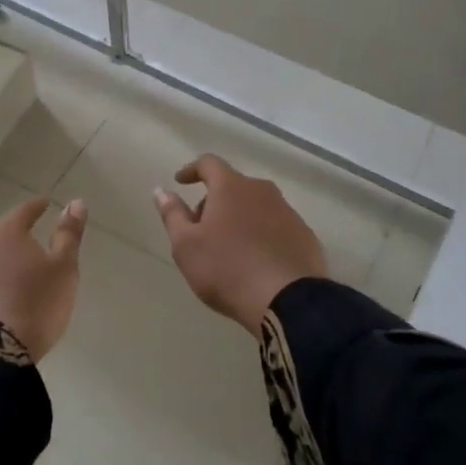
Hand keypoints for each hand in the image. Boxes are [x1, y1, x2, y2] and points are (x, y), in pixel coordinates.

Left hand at [0, 196, 87, 361]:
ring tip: (19, 276)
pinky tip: (2, 297)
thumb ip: (68, 235)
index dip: (38, 207)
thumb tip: (76, 202)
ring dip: (2, 262)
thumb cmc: (34, 303)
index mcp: (4, 232)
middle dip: (18, 238)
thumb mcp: (63, 269)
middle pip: (2, 234)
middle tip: (36, 247)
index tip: (46, 204)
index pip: (24, 210)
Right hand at [153, 154, 326, 335]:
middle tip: (201, 228)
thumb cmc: (226, 269)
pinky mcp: (305, 235)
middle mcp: (262, 191)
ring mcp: (288, 212)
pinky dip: (262, 234)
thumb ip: (172, 214)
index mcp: (231, 187)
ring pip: (256, 206)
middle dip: (214, 200)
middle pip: (233, 186)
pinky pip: (276, 226)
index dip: (192, 170)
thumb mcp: (186, 246)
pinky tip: (256, 260)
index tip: (180, 181)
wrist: (288, 300)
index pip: (209, 163)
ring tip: (229, 248)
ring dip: (239, 218)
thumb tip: (161, 190)